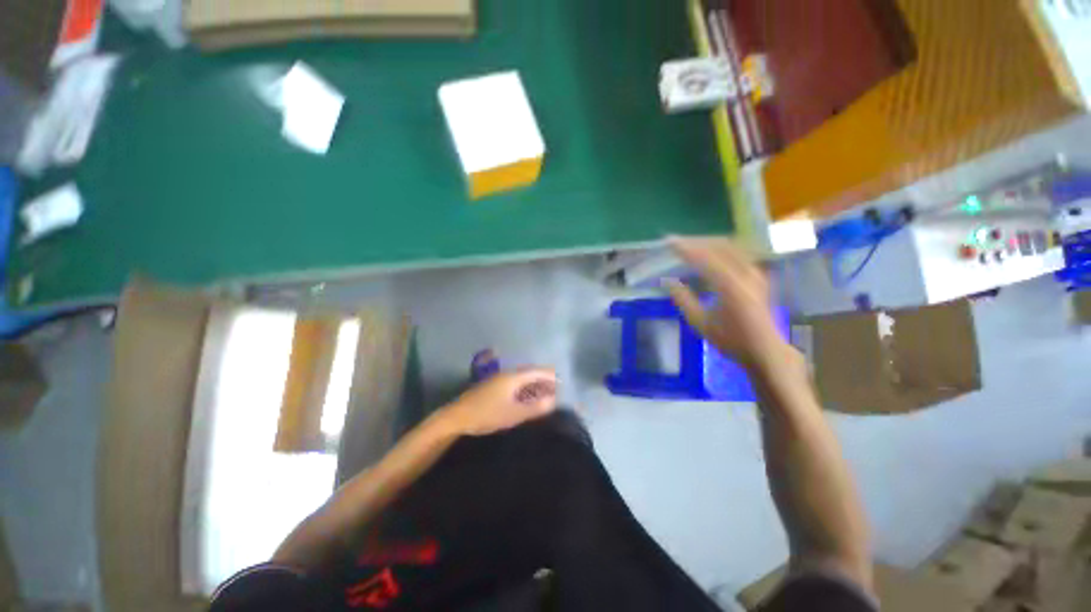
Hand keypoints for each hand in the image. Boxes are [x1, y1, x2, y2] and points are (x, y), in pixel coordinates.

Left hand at [439, 368, 557, 435]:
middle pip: (529, 374)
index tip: (561, 382)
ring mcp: (498, 380)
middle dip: (543, 381)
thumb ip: (535, 407)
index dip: (549, 376)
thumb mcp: (513, 414)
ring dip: (533, 386)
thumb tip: (553, 401)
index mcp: (513, 377)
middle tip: (555, 391)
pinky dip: (524, 390)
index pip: (536, 371)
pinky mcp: (492, 388)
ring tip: (544, 395)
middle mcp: (506, 375)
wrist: (456, 418)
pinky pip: (514, 384)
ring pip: (521, 379)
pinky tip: (525, 399)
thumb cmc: (487, 414)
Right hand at [666, 237, 791, 369]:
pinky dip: (721, 248)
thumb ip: (683, 300)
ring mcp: (756, 272)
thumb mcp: (700, 323)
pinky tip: (711, 252)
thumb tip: (667, 281)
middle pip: (719, 245)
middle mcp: (746, 274)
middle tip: (677, 242)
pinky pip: (739, 252)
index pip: (704, 257)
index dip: (685, 248)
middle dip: (696, 241)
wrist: (766, 350)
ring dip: (709, 242)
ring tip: (690, 245)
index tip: (668, 242)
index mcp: (730, 286)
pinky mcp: (759, 274)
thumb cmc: (731, 340)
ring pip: (731, 246)